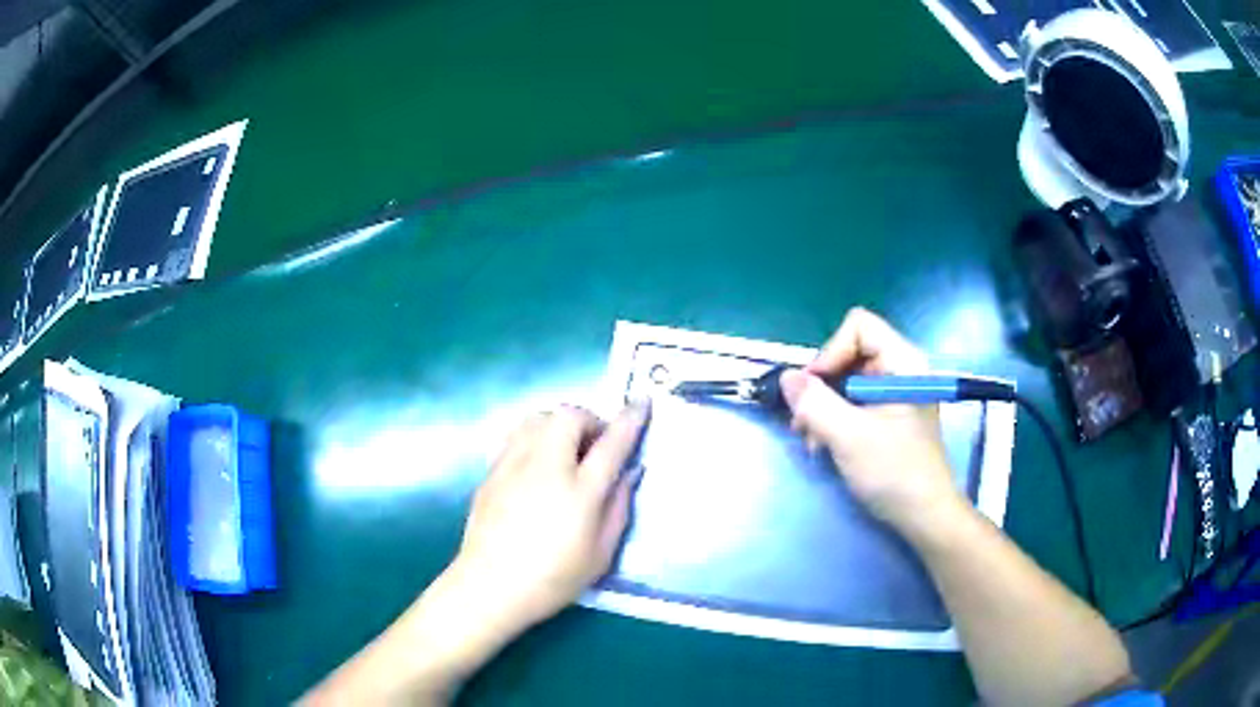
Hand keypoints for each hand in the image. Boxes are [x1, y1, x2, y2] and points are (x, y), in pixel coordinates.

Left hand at [447, 404, 648, 630]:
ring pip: (538, 418)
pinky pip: (516, 435)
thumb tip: (630, 472)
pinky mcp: (492, 472)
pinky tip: (537, 464)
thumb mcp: (601, 554)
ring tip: (566, 450)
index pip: (611, 443)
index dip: (630, 419)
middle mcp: (545, 467)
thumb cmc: (553, 579)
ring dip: (559, 424)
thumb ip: (619, 508)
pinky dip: (535, 436)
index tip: (641, 402)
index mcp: (580, 491)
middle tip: (596, 445)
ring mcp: (513, 465)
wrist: (490, 587)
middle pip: (568, 416)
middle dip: (589, 420)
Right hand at [780, 308, 962, 533]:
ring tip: (812, 440)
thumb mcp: (850, 437)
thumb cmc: (895, 472)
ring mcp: (894, 394)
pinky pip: (853, 402)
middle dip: (822, 385)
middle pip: (849, 353)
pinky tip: (825, 446)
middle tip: (803, 421)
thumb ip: (815, 404)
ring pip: (846, 380)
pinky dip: (834, 419)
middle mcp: (900, 370)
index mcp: (903, 363)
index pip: (858, 327)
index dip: (831, 351)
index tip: (814, 390)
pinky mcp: (888, 416)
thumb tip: (786, 378)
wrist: (924, 516)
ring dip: (823, 406)